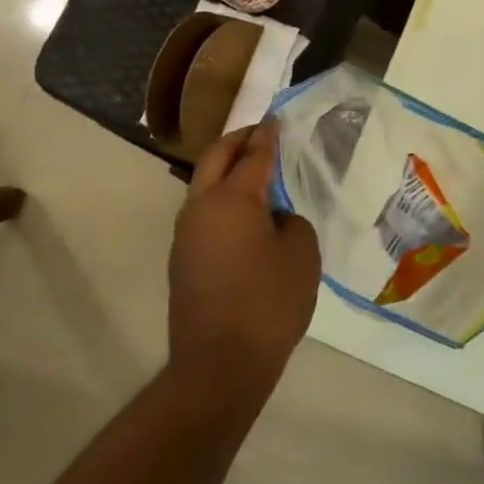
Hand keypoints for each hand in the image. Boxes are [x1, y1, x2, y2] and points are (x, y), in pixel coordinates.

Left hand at [168, 121, 320, 395]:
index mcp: (231, 199)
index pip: (253, 155)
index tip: (275, 119)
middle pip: (215, 159)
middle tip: (260, 133)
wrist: (220, 364)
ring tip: (255, 171)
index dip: (267, 135)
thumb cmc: (269, 303)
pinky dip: (222, 199)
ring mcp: (186, 236)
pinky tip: (246, 214)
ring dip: (226, 171)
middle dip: (237, 142)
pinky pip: (203, 213)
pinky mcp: (182, 260)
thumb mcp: (301, 255)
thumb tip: (272, 219)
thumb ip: (290, 222)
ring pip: (204, 186)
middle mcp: (200, 209)